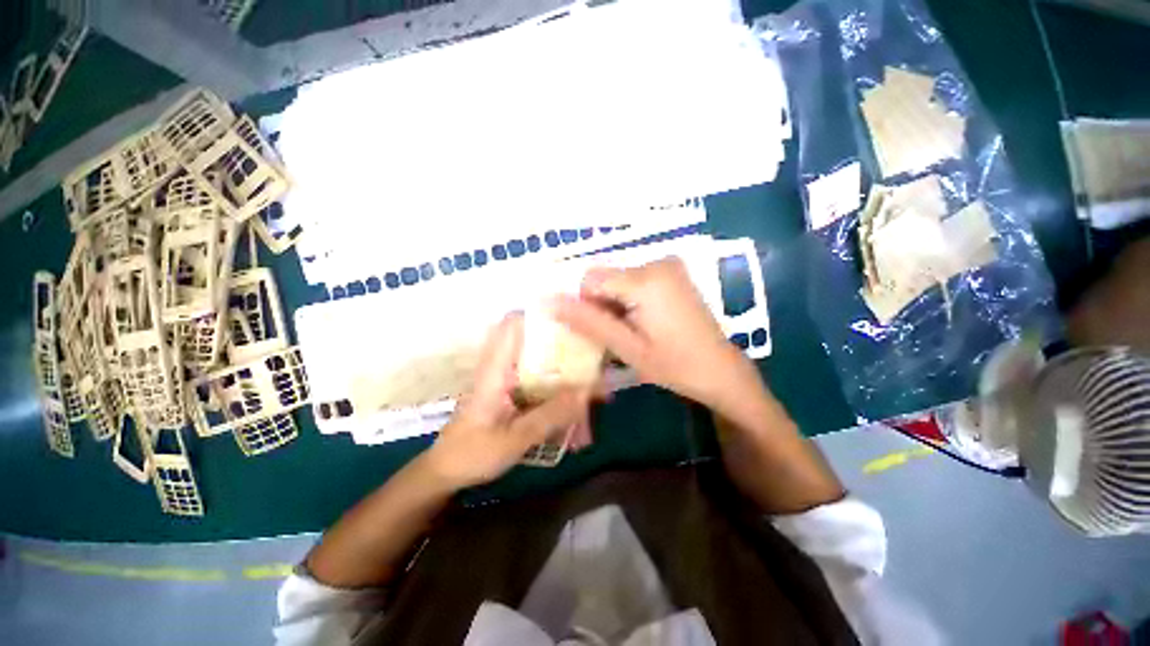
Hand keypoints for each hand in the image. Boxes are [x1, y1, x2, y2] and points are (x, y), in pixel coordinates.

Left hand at [425, 313, 591, 488]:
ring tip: (589, 391)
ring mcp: (507, 378)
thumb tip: (587, 391)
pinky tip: (572, 410)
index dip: (540, 316)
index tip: (571, 324)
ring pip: (541, 362)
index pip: (513, 324)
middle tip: (591, 361)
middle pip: (535, 340)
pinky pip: (539, 381)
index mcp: (496, 368)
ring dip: (564, 372)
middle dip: (564, 348)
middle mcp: (502, 366)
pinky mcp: (512, 391)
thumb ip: (550, 415)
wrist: (447, 472)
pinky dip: (557, 389)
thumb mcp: (515, 439)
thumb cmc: (473, 454)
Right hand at [552, 258, 762, 412]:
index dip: (588, 306)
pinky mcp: (673, 272)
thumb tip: (548, 301)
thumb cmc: (674, 365)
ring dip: (616, 303)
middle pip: (605, 278)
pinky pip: (635, 279)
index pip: (590, 279)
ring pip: (618, 279)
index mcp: (645, 279)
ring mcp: (668, 265)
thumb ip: (587, 322)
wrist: (721, 370)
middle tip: (621, 335)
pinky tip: (647, 321)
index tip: (605, 331)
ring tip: (635, 331)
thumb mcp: (626, 347)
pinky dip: (630, 298)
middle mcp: (656, 262)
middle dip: (603, 305)